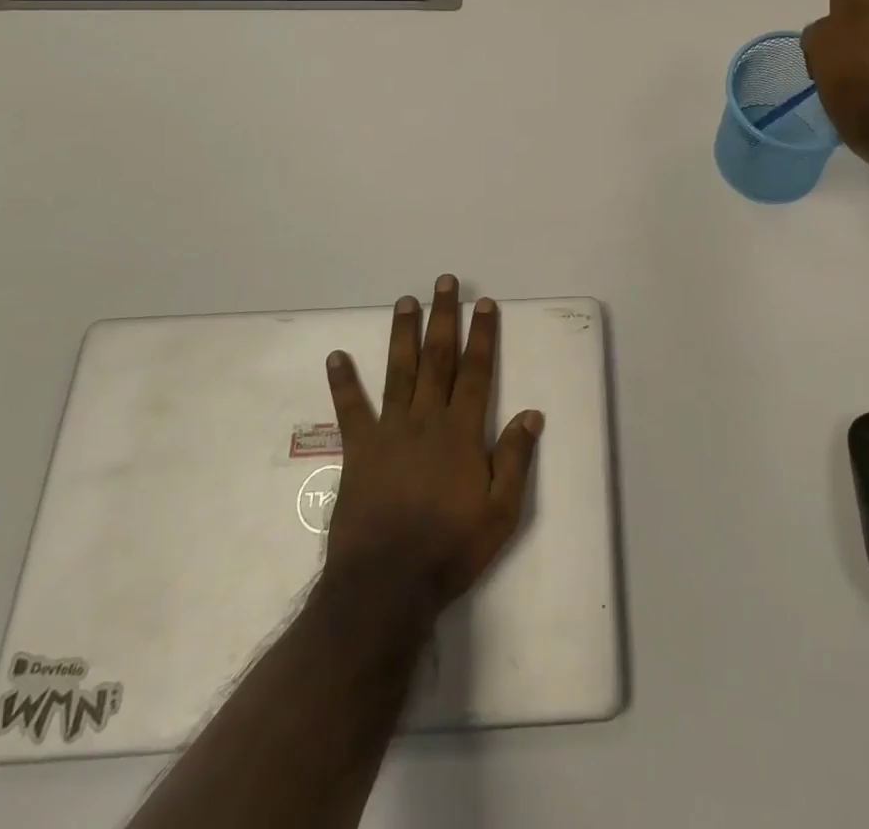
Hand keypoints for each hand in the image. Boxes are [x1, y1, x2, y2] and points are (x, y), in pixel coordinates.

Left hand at [322, 276, 543, 616]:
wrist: (386, 584)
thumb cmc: (450, 548)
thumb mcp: (501, 513)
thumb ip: (516, 459)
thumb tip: (532, 413)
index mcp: (462, 431)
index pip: (476, 371)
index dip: (482, 335)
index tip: (484, 304)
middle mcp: (426, 419)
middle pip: (437, 358)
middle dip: (443, 317)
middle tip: (444, 283)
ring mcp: (389, 431)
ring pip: (398, 371)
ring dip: (403, 334)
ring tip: (405, 301)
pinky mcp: (359, 450)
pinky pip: (350, 410)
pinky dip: (343, 382)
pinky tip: (336, 356)